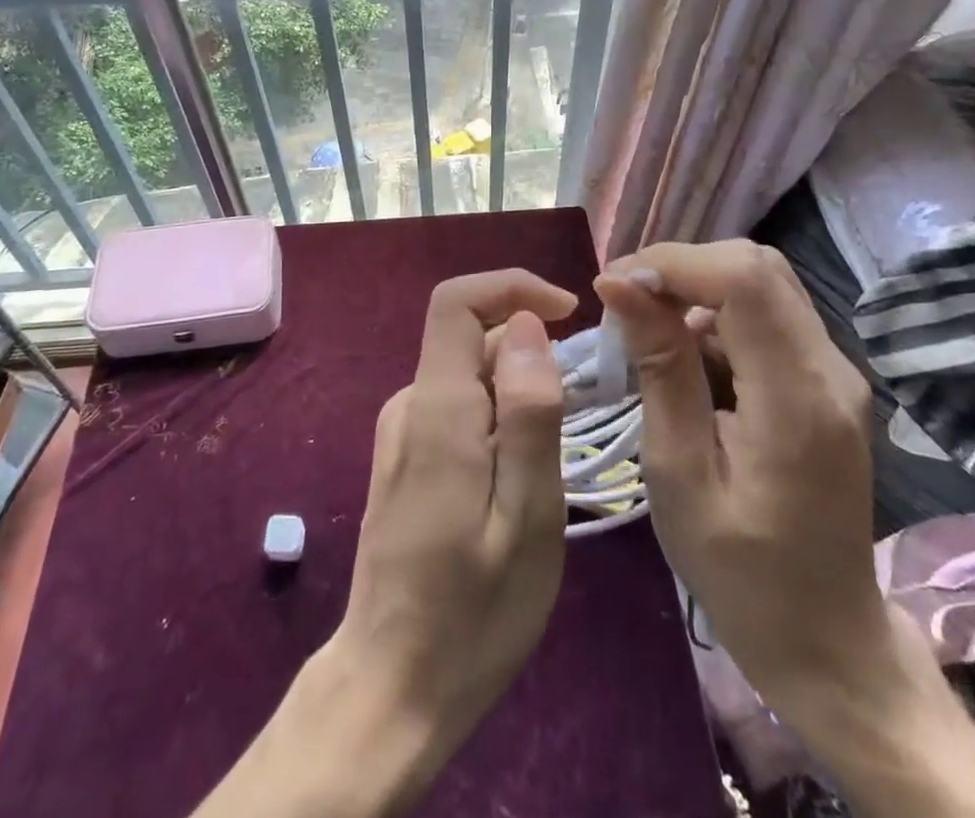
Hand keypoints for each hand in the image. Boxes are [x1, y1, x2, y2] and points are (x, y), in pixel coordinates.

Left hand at [195, 269, 577, 817]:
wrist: (391, 687)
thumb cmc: (473, 614)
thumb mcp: (527, 518)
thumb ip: (530, 414)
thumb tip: (528, 324)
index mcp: (438, 409)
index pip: (457, 301)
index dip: (512, 286)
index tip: (570, 312)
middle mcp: (410, 404)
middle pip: (471, 336)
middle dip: (531, 348)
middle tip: (583, 408)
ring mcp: (402, 430)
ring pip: (470, 374)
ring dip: (520, 388)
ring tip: (556, 456)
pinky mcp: (405, 456)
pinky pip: (459, 406)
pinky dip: (500, 415)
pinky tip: (522, 475)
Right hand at [594, 240, 887, 719]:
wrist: (828, 642)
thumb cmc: (741, 574)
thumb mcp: (679, 474)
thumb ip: (660, 370)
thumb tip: (621, 285)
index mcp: (798, 399)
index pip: (744, 279)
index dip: (673, 263)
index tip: (613, 286)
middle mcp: (831, 369)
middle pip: (757, 266)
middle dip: (681, 268)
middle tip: (623, 302)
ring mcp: (836, 372)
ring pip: (761, 282)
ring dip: (695, 288)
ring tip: (643, 328)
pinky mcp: (826, 380)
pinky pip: (767, 315)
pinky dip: (715, 313)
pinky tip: (681, 353)